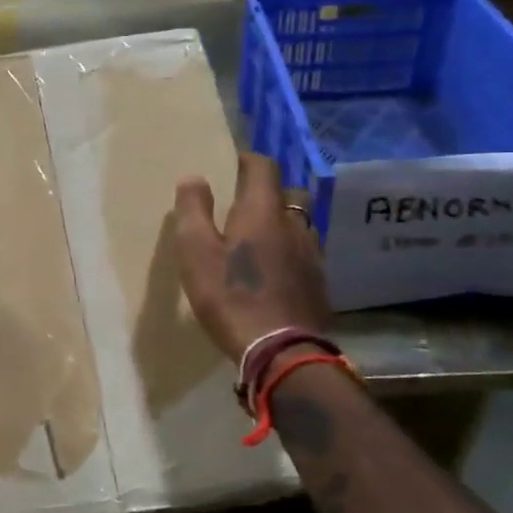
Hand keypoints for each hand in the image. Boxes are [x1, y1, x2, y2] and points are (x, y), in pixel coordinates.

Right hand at [173, 153, 331, 361]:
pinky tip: (276, 270)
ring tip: (261, 238)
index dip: (248, 160)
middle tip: (245, 204)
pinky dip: (291, 251)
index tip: (233, 164)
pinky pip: (306, 252)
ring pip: (301, 223)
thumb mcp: (195, 252)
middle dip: (270, 191)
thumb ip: (193, 211)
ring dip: (283, 222)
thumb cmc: (230, 296)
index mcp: (263, 211)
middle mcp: (294, 224)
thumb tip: (194, 177)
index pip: (264, 167)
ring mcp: (312, 254)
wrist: (281, 351)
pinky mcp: (319, 282)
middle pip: (289, 193)